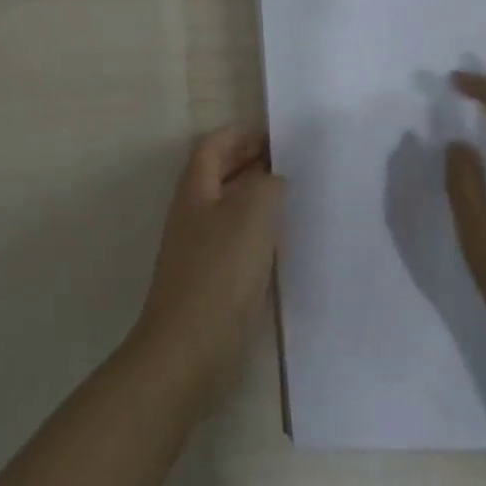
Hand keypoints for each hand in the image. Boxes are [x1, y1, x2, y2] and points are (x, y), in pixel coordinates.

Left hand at [126, 128, 284, 410]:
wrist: (189, 351)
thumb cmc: (219, 275)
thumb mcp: (251, 216)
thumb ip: (266, 185)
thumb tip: (273, 178)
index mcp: (195, 192)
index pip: (213, 147)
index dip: (240, 135)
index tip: (278, 134)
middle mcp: (193, 215)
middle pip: (219, 175)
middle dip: (251, 162)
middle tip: (294, 162)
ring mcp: (199, 250)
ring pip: (230, 209)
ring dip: (257, 197)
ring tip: (296, 197)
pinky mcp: (211, 282)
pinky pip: (236, 241)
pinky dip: (259, 232)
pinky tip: (285, 243)